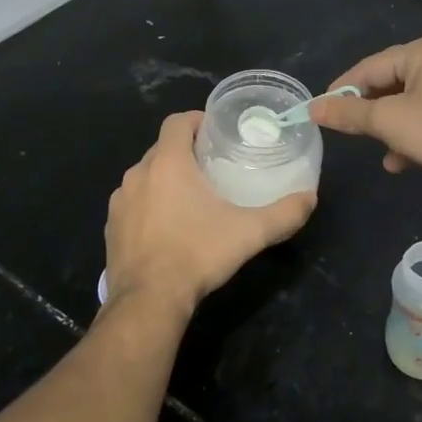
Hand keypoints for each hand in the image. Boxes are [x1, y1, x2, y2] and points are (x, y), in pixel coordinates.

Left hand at [104, 111, 315, 319]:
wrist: (148, 301)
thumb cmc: (197, 254)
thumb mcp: (249, 233)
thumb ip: (284, 213)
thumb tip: (311, 198)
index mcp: (168, 162)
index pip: (177, 121)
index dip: (197, 120)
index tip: (216, 133)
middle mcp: (139, 173)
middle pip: (162, 148)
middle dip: (185, 152)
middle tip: (212, 168)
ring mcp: (120, 200)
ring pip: (146, 175)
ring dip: (165, 179)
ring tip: (191, 198)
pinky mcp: (111, 226)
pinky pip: (133, 203)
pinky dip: (149, 205)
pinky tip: (167, 227)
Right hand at [308, 35, 421, 198]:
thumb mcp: (388, 121)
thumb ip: (348, 114)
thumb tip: (313, 108)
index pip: (369, 67)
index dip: (342, 90)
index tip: (320, 110)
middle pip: (389, 83)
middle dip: (368, 111)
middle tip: (345, 130)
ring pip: (407, 104)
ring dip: (388, 128)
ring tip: (375, 147)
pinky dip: (411, 136)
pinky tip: (399, 162)